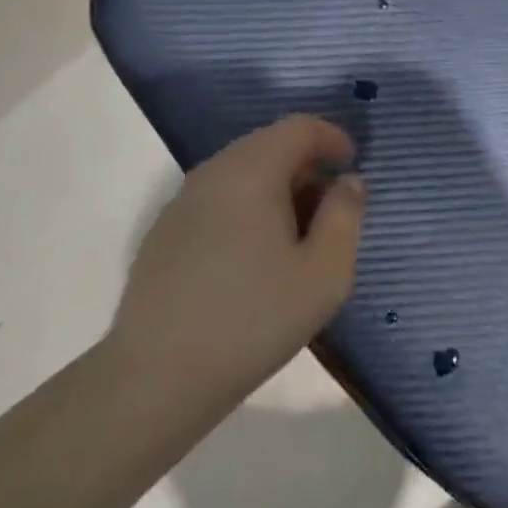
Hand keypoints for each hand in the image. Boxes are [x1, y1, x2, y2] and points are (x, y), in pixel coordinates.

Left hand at [108, 115, 365, 406]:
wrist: (155, 380)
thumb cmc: (252, 321)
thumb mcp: (325, 273)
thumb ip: (346, 216)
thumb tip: (348, 181)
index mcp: (251, 172)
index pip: (299, 127)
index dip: (332, 138)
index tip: (352, 167)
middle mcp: (212, 173)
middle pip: (268, 144)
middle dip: (306, 164)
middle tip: (330, 208)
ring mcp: (181, 202)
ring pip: (241, 171)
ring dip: (277, 187)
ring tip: (297, 237)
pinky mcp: (163, 232)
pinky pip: (217, 198)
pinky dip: (247, 206)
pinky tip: (254, 257)